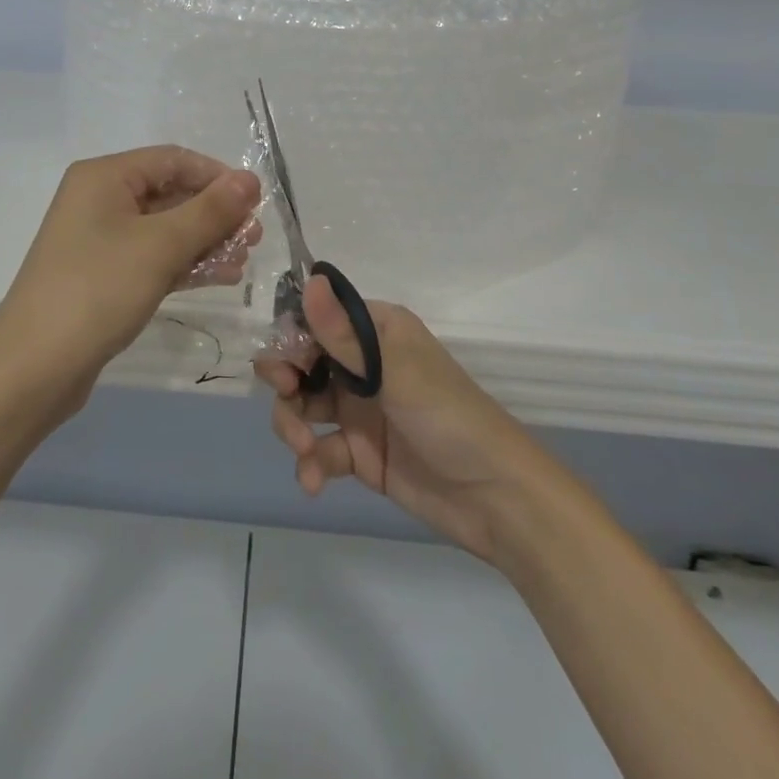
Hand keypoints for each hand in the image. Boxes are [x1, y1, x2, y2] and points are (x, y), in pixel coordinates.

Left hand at [0, 147, 261, 396]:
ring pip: (165, 229)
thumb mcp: (160, 245)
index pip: (173, 160)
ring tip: (243, 261)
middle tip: (254, 238)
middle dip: (215, 214)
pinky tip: (221, 277)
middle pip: (170, 193)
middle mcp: (100, 200)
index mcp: (105, 177)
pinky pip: (153, 257)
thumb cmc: (98, 290)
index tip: (256, 202)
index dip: (217, 176)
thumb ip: (210, 210)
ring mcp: (100, 240)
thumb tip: (250, 179)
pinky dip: (185, 264)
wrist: (34, 367)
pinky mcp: (104, 275)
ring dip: (205, 241)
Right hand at [257, 277, 538, 563]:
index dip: (293, 336)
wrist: (495, 498)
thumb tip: (311, 280)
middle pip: (303, 361)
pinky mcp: (358, 452)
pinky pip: (319, 449)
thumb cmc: (448, 417)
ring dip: (292, 424)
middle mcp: (363, 364)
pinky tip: (313, 482)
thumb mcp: (395, 372)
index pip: (319, 319)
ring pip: (303, 404)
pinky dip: (310, 463)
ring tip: (304, 448)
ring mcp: (358, 409)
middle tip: (286, 394)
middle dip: (286, 379)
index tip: (284, 360)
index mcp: (375, 331)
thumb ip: (344, 335)